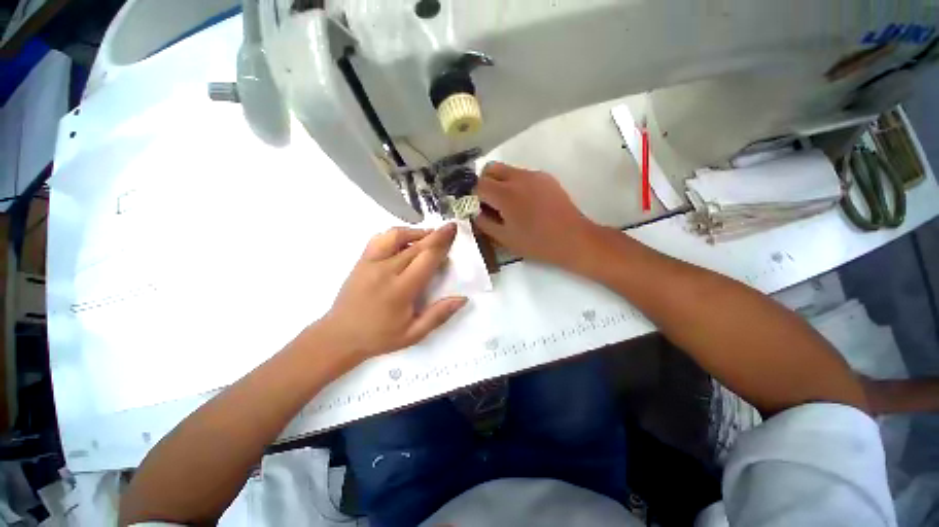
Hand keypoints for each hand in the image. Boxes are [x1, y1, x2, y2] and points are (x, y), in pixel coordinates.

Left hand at [319, 224, 467, 360]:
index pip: (426, 258)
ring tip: (429, 235)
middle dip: (435, 234)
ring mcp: (371, 262)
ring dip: (416, 232)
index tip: (453, 231)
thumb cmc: (380, 336)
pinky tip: (405, 240)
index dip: (442, 243)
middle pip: (416, 245)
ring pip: (396, 236)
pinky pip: (380, 239)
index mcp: (402, 289)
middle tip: (449, 227)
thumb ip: (439, 315)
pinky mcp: (362, 260)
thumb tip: (462, 298)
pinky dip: (395, 234)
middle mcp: (386, 270)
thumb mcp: (414, 334)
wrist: (339, 336)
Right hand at [473, 162, 600, 270]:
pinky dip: (515, 184)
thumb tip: (474, 211)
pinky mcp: (546, 177)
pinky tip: (524, 203)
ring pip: (507, 170)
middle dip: (484, 183)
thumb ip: (484, 222)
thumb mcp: (504, 238)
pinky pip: (522, 174)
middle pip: (490, 168)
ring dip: (500, 183)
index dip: (472, 196)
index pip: (478, 184)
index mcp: (506, 194)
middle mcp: (518, 177)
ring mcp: (534, 175)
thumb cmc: (537, 243)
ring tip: (507, 205)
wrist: (574, 238)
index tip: (476, 208)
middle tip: (488, 203)